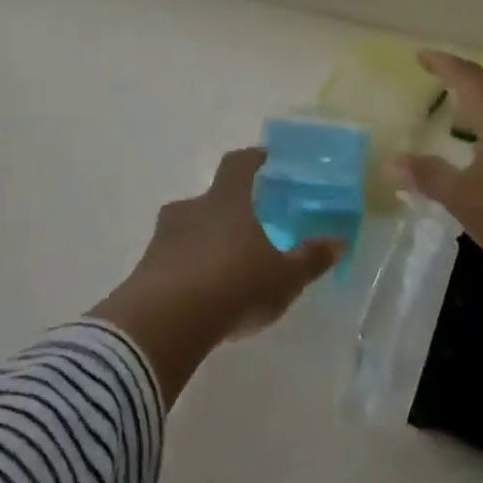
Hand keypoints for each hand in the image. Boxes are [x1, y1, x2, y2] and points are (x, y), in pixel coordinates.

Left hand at [92, 149, 340, 398]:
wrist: (165, 323)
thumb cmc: (234, 285)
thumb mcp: (284, 277)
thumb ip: (310, 259)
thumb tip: (338, 241)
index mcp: (227, 200)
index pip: (238, 164)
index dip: (252, 159)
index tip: (264, 159)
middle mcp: (192, 209)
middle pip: (211, 198)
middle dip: (228, 210)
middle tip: (247, 228)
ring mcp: (163, 238)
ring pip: (188, 229)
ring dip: (204, 242)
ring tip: (222, 268)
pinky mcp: (144, 269)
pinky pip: (170, 260)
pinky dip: (185, 269)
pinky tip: (198, 296)